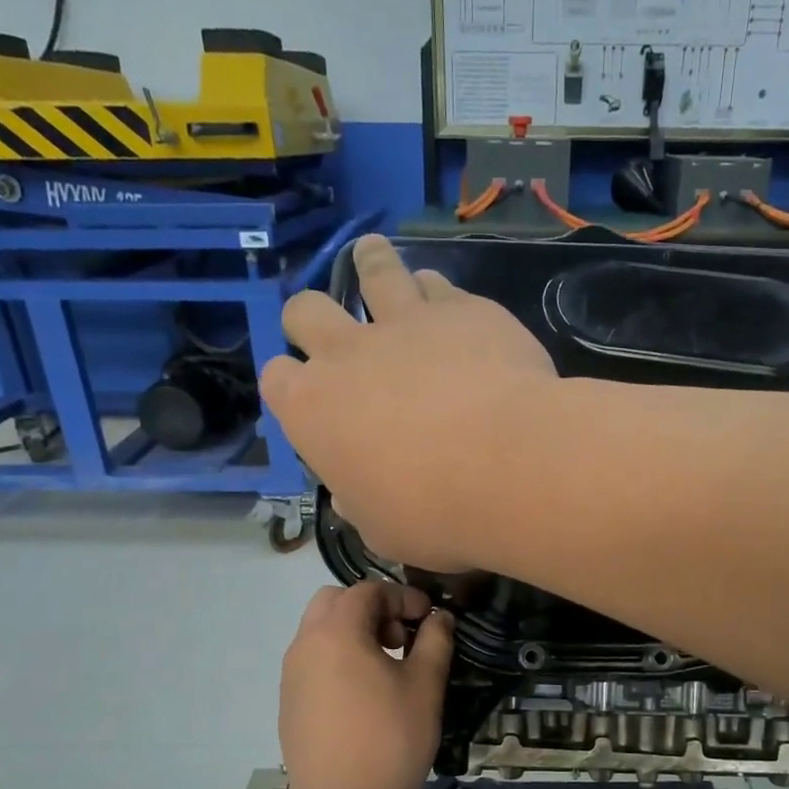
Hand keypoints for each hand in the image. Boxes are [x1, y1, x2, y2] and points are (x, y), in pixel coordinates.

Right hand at [261, 235, 557, 570]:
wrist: (510, 467)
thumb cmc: (435, 513)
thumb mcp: (383, 529)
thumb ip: (361, 501)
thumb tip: (354, 492)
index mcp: (314, 409)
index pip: (278, 380)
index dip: (291, 385)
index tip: (310, 397)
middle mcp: (349, 353)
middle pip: (306, 310)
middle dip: (310, 318)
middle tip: (329, 328)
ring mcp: (406, 321)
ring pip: (373, 269)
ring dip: (370, 265)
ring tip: (372, 259)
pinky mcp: (463, 308)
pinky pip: (437, 283)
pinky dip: (435, 292)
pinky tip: (448, 304)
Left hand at [278, 581, 455, 788]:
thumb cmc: (390, 738)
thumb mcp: (425, 686)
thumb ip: (434, 642)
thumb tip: (439, 618)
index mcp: (337, 632)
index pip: (368, 591)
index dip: (403, 596)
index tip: (428, 617)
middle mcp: (306, 644)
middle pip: (334, 602)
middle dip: (370, 608)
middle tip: (400, 638)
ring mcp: (291, 674)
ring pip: (319, 631)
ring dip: (352, 632)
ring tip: (385, 666)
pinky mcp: (289, 702)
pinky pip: (313, 661)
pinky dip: (337, 658)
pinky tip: (363, 694)